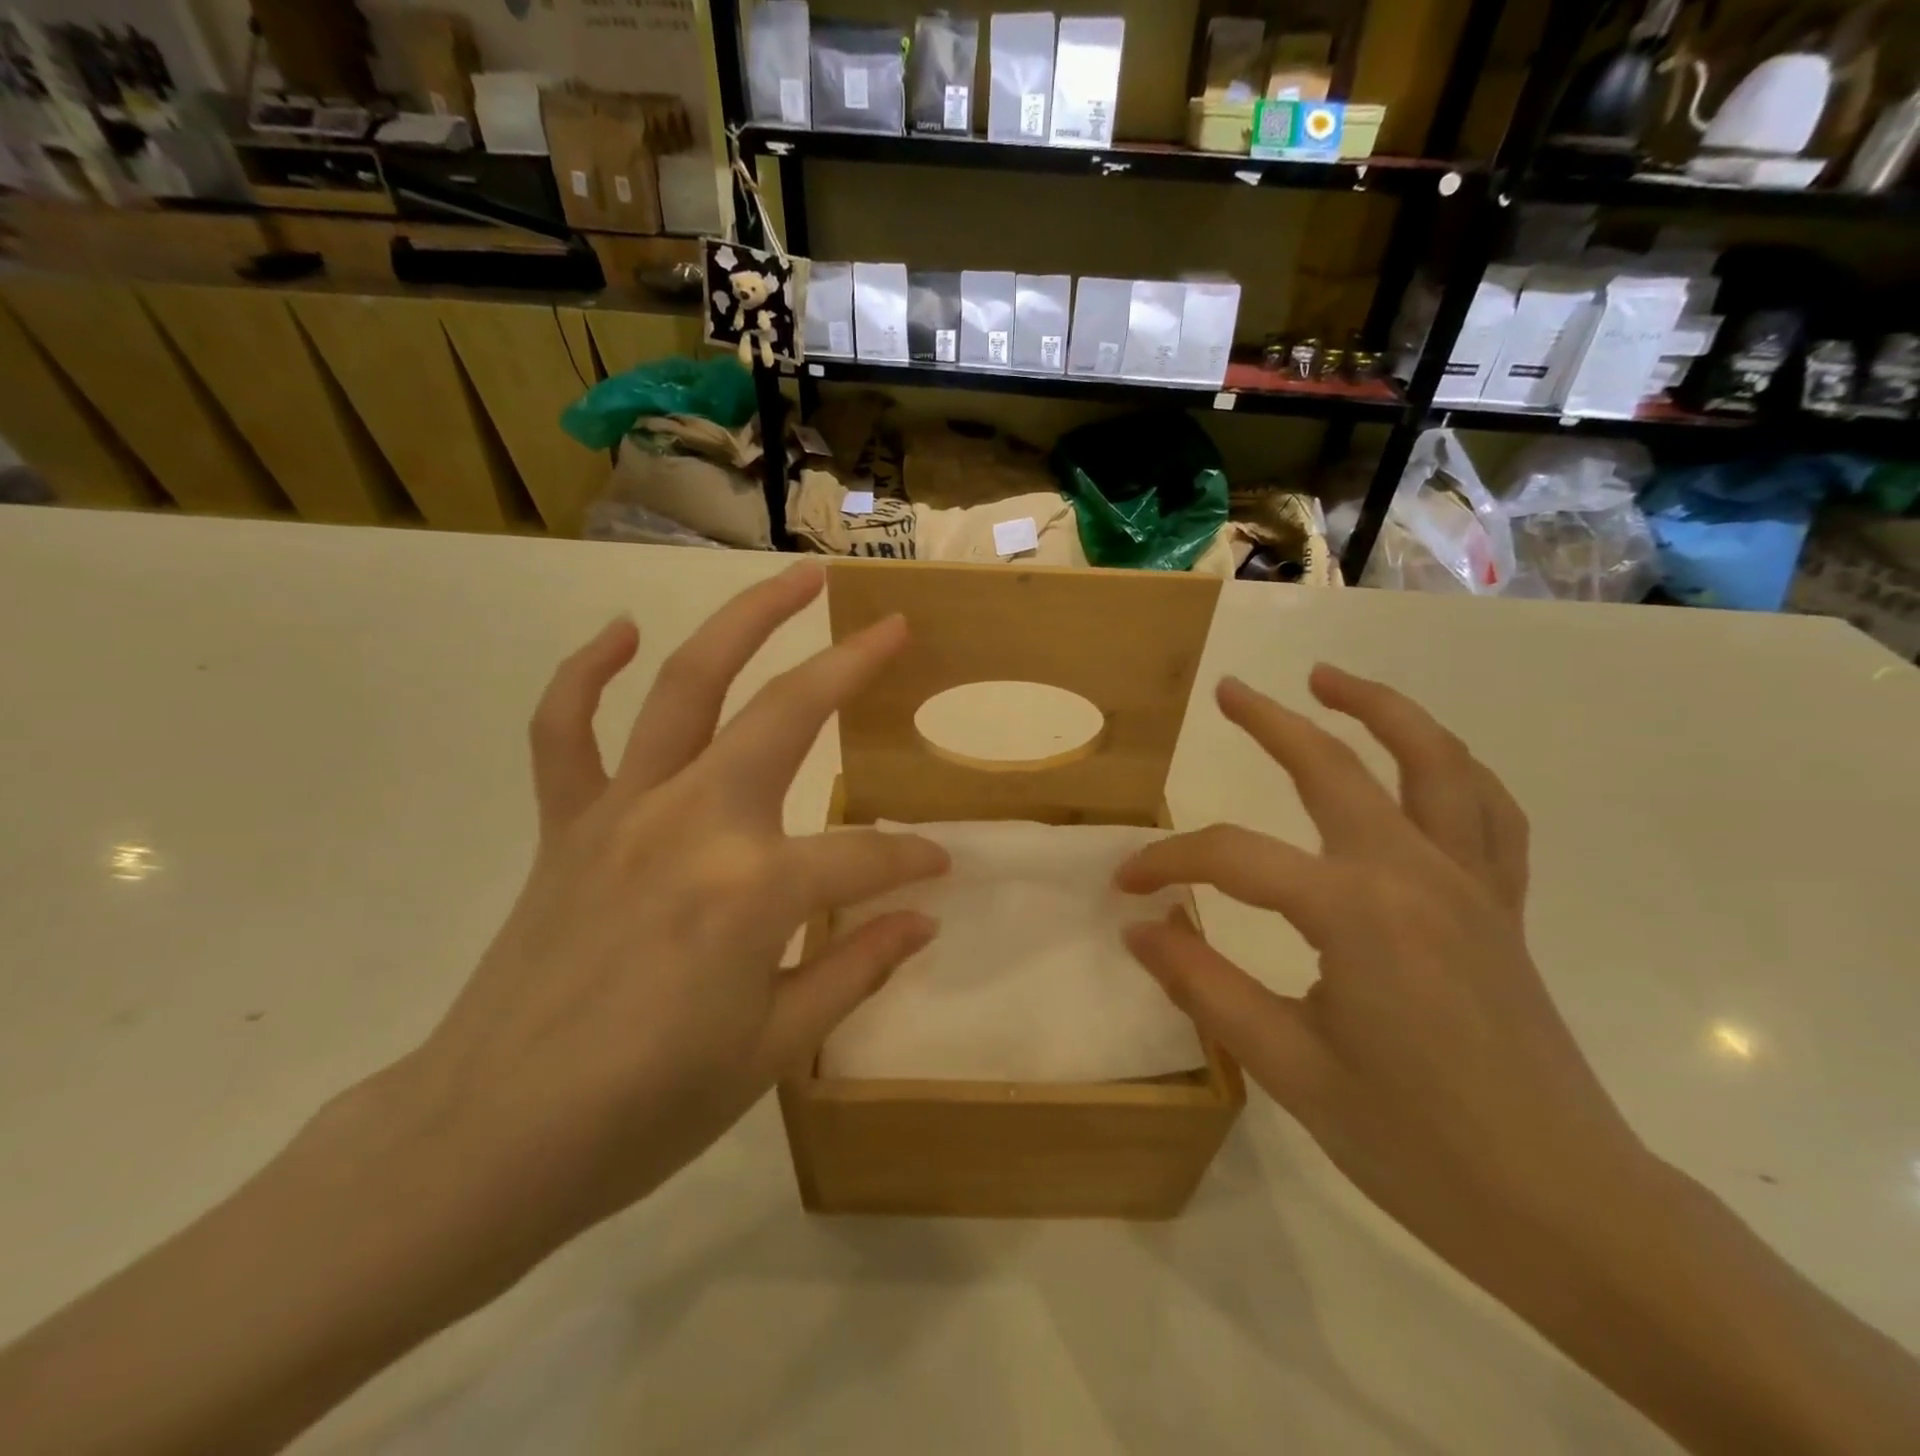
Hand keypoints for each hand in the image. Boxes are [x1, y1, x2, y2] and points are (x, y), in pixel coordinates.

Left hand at [382, 564, 947, 1259]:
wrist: (490, 1139)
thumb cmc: (646, 1108)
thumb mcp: (773, 1050)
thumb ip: (855, 967)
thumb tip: (923, 918)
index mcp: (753, 889)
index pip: (863, 856)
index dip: (910, 863)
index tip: (938, 870)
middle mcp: (692, 821)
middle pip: (786, 714)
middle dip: (850, 665)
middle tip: (892, 626)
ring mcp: (622, 810)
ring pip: (686, 686)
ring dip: (743, 622)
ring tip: (792, 581)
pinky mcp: (565, 824)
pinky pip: (563, 729)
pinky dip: (585, 672)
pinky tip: (621, 631)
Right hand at [1116, 666, 1646, 1283]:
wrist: (1566, 1210)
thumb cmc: (1415, 1145)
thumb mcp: (1287, 1066)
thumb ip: (1202, 983)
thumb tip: (1138, 927)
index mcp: (1354, 911)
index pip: (1233, 858)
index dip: (1169, 862)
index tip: (1126, 885)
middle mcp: (1416, 874)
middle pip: (1334, 768)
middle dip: (1272, 723)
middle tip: (1229, 690)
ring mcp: (1471, 885)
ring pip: (1435, 763)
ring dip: (1382, 711)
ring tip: (1332, 681)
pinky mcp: (1501, 909)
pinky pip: (1488, 814)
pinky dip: (1454, 770)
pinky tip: (1424, 763)